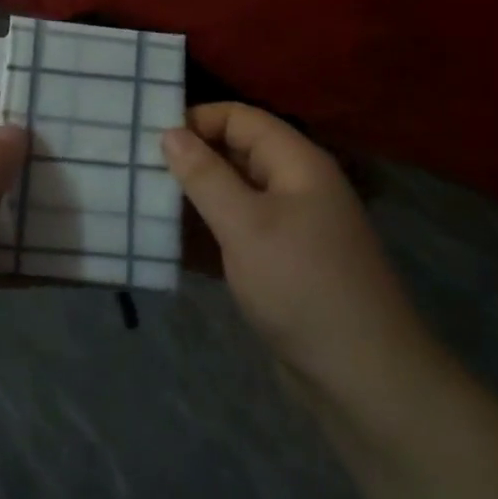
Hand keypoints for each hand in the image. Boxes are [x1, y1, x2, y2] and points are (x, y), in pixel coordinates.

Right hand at [162, 104, 438, 410]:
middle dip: (188, 161)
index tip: (147, 137)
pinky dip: (204, 236)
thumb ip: (205, 176)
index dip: (196, 120)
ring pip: (230, 197)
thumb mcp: (246, 225)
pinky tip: (166, 245)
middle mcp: (293, 187)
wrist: (363, 380)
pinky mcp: (278, 265)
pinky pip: (234, 235)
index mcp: (296, 163)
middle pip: (233, 155)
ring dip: (191, 201)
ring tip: (141, 204)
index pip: (239, 118)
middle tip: (135, 171)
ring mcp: (287, 228)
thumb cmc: (302, 285)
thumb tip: (170, 133)